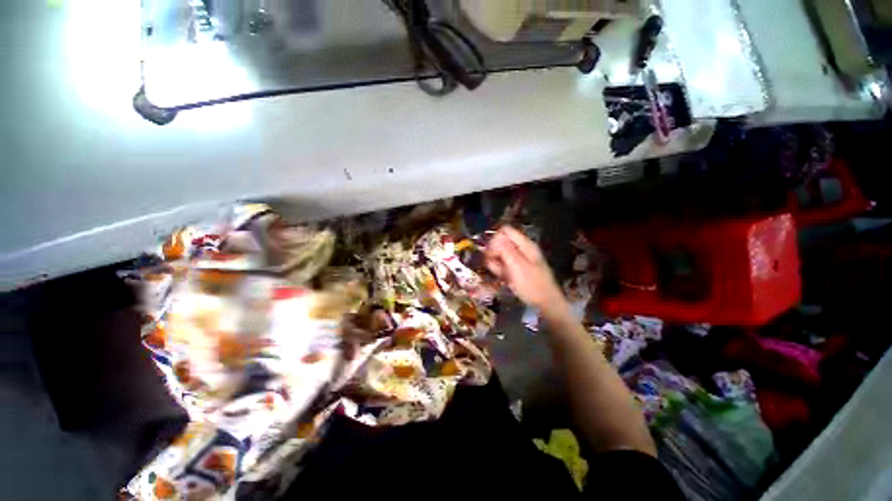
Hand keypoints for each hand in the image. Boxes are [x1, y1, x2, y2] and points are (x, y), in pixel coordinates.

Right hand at [485, 227, 568, 314]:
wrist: (546, 304)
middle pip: (502, 242)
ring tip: (500, 274)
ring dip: (496, 262)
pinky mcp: (516, 270)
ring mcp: (519, 260)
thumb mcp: (518, 266)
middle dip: (494, 252)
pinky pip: (504, 265)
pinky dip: (500, 269)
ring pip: (501, 254)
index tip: (490, 251)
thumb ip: (506, 250)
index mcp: (525, 245)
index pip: (506, 231)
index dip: (495, 238)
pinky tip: (502, 278)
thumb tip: (495, 237)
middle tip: (491, 263)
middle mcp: (522, 249)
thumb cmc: (533, 285)